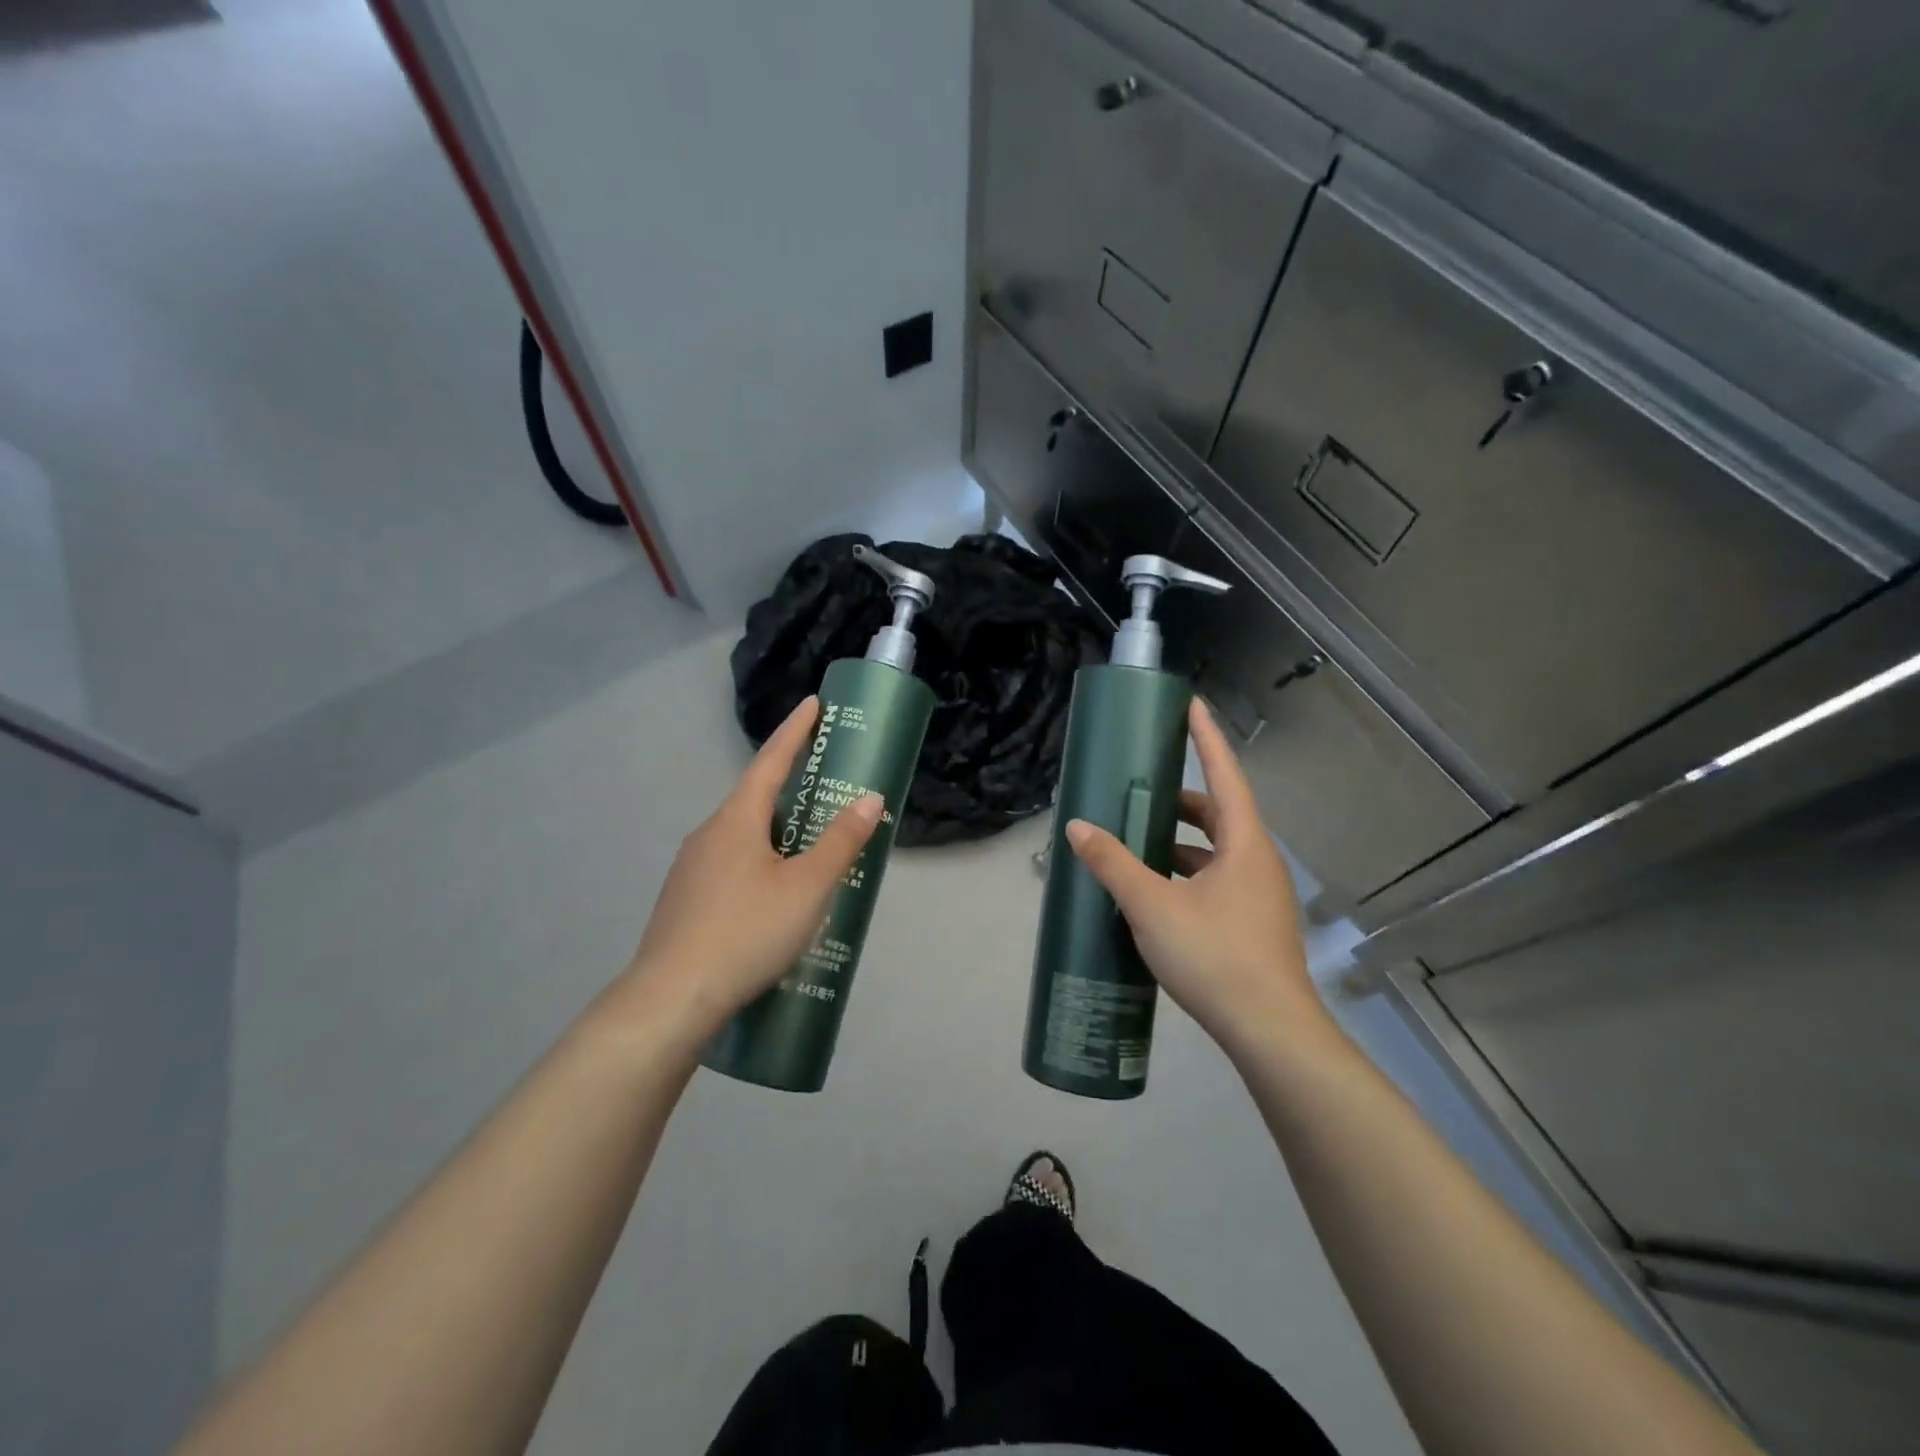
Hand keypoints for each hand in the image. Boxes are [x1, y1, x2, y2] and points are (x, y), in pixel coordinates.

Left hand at [608, 697, 883, 1045]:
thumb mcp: (807, 887)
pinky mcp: (685, 901)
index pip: (770, 761)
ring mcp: (691, 869)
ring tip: (810, 851)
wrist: (670, 999)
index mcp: (737, 820)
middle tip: (826, 787)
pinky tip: (774, 897)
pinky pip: (731, 866)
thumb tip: (869, 798)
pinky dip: (760, 864)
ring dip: (777, 833)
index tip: (813, 704)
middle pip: (756, 799)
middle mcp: (709, 834)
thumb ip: (840, 841)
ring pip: (743, 837)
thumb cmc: (747, 932)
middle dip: (791, 788)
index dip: (795, 732)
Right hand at [1064, 698, 1337, 1064]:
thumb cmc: (1215, 956)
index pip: (1225, 773)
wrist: (1270, 1032)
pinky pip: (1217, 879)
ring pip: (1217, 850)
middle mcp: (1258, 861)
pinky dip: (1187, 872)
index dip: (1206, 737)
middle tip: (1140, 790)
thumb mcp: (1152, 906)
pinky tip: (1156, 892)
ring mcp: (1260, 894)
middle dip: (1180, 798)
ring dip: (1180, 841)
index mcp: (1244, 843)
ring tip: (1137, 841)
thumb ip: (1113, 863)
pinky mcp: (1254, 923)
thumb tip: (1077, 827)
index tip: (1189, 705)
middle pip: (1220, 813)